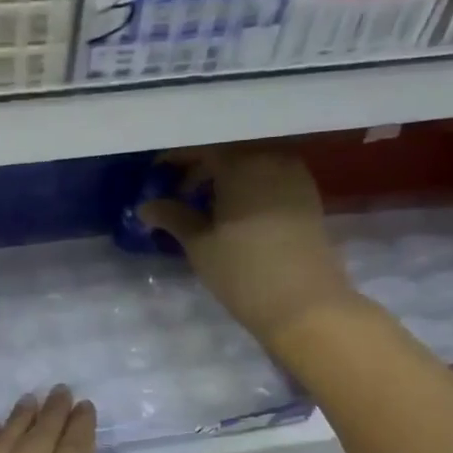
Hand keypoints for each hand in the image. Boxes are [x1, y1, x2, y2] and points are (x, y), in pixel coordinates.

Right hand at [137, 144, 357, 345]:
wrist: (306, 304)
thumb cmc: (243, 271)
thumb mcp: (198, 244)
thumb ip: (171, 216)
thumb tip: (145, 205)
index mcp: (241, 163)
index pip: (200, 148)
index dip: (174, 160)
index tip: (154, 177)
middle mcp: (271, 158)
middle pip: (227, 152)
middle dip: (199, 169)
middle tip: (175, 194)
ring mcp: (294, 176)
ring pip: (250, 164)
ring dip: (224, 178)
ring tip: (203, 206)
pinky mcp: (307, 196)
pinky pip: (269, 178)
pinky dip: (247, 187)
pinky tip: (233, 213)